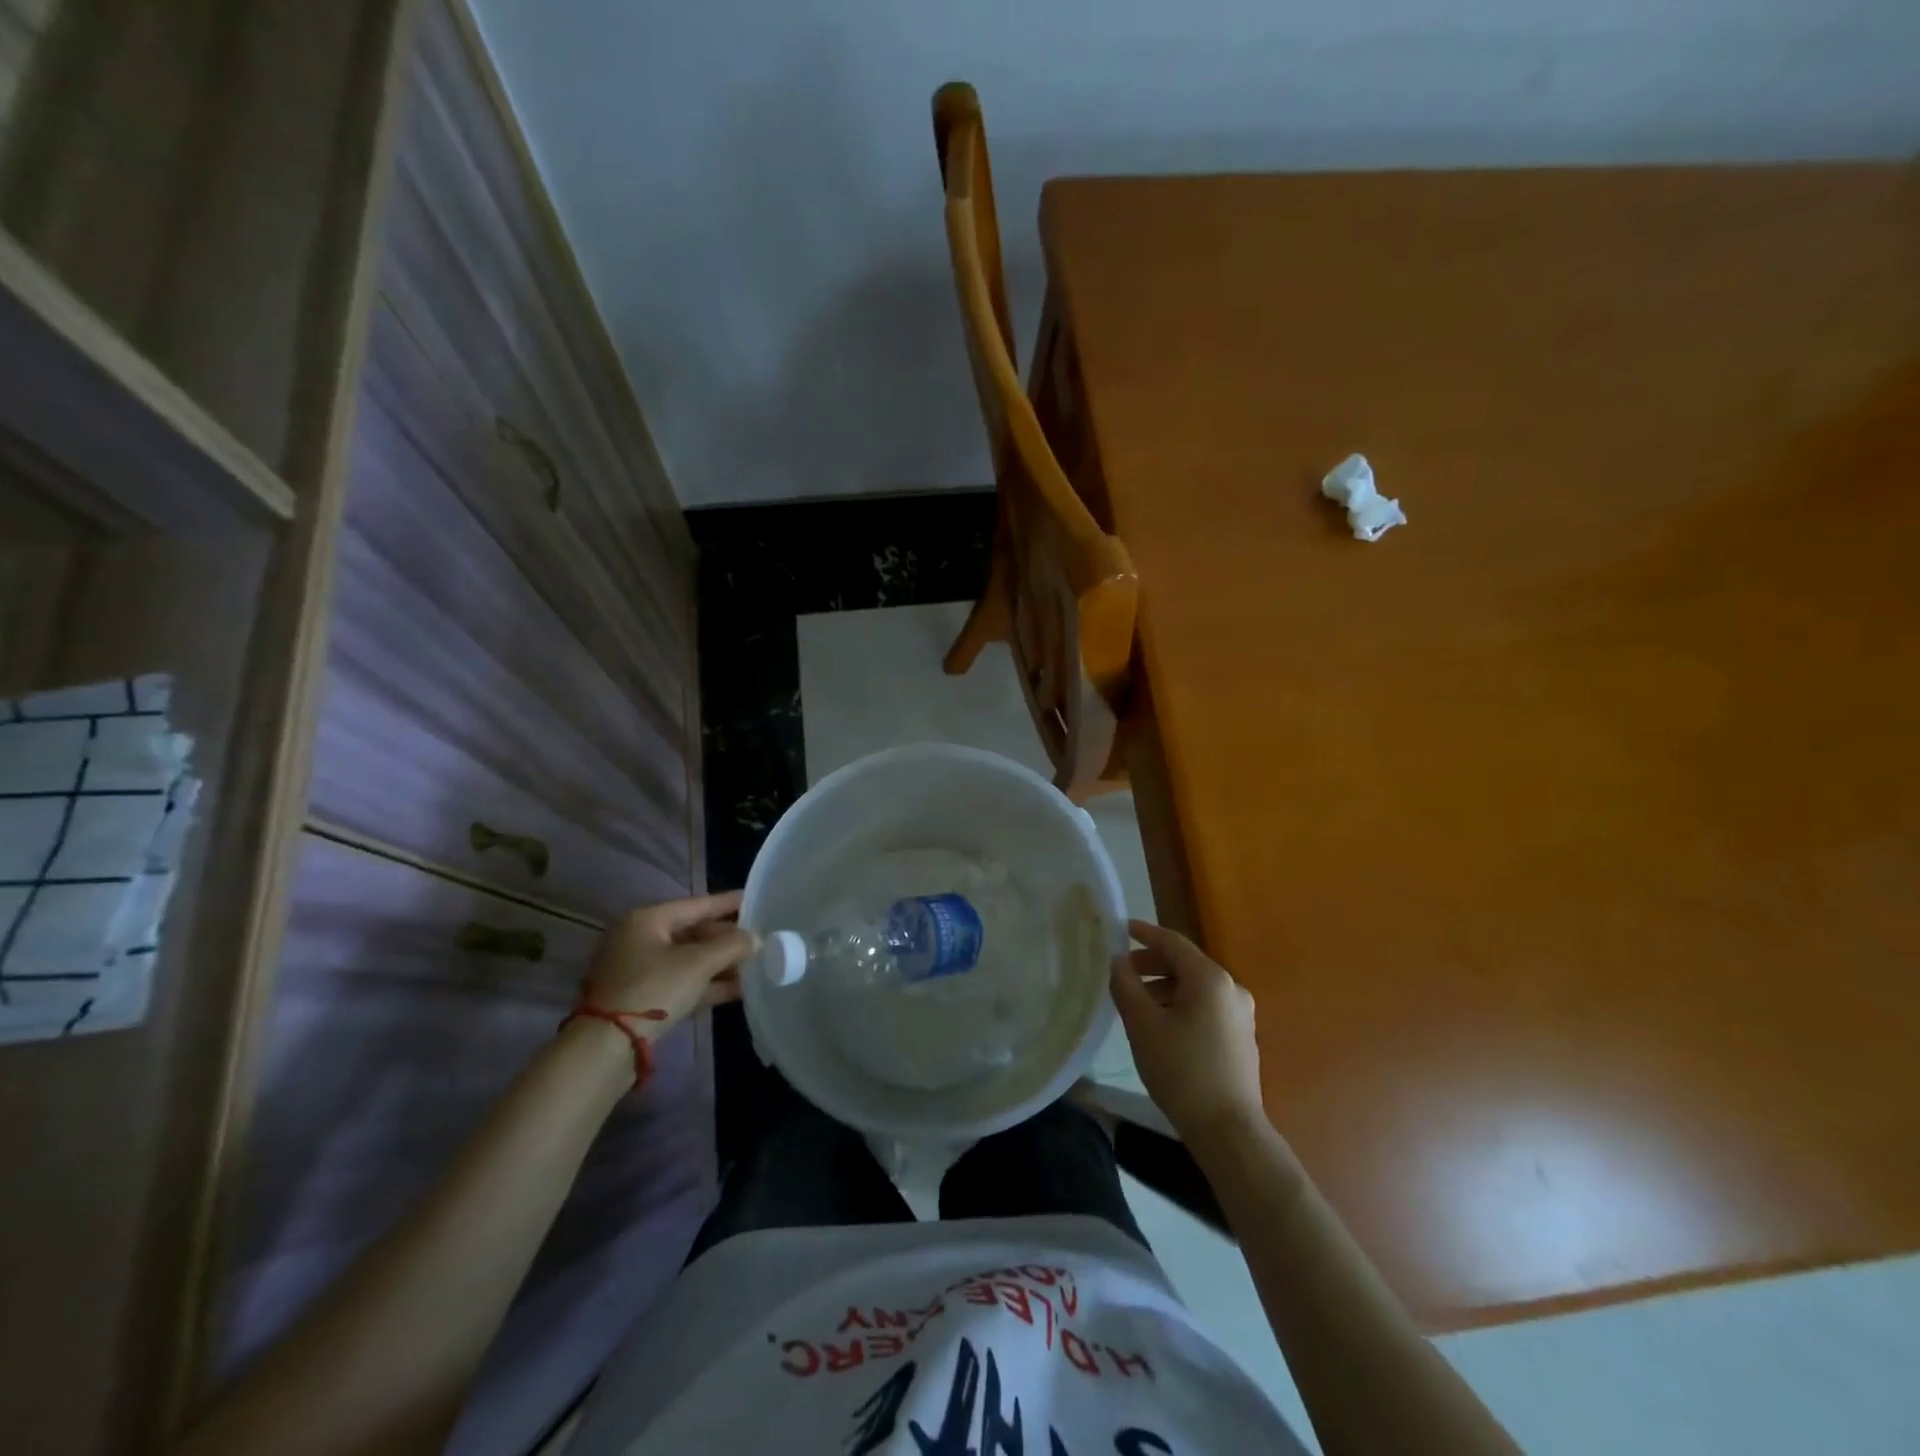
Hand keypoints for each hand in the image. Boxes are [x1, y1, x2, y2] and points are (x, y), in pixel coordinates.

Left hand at [584, 891, 757, 1037]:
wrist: (605, 1048)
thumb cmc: (653, 990)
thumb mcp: (698, 963)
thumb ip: (732, 945)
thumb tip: (755, 938)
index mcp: (647, 920)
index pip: (697, 905)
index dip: (728, 903)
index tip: (754, 898)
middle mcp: (639, 939)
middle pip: (693, 932)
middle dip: (727, 939)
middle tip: (759, 940)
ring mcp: (638, 970)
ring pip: (688, 960)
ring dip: (720, 964)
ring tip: (755, 966)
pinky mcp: (641, 998)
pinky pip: (681, 982)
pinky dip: (706, 984)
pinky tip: (737, 990)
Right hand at [1110, 919, 1264, 1144]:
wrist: (1228, 1130)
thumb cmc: (1181, 1070)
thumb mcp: (1143, 1025)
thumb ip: (1126, 986)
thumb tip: (1118, 962)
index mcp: (1210, 978)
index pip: (1172, 942)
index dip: (1144, 933)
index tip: (1121, 929)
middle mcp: (1231, 988)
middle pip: (1186, 963)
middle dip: (1152, 963)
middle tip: (1123, 972)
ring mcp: (1241, 1014)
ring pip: (1196, 987)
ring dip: (1165, 986)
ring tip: (1137, 1002)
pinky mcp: (1242, 1037)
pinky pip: (1206, 1006)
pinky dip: (1181, 1003)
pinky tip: (1162, 1024)